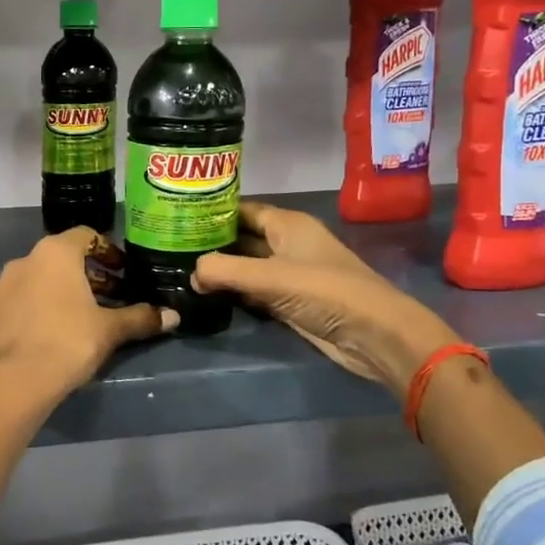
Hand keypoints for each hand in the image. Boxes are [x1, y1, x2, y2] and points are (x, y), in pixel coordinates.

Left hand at [0, 228, 176, 404]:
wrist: (14, 384)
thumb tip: (172, 315)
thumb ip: (140, 318)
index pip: (85, 236)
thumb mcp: (110, 330)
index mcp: (54, 254)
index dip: (107, 251)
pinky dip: (24, 317)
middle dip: (82, 277)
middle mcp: (21, 262)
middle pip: (57, 261)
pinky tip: (37, 341)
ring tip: (69, 322)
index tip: (121, 272)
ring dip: (50, 295)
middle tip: (103, 301)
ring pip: (30, 284)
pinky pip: (8, 310)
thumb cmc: (68, 343)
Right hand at [191, 200, 456, 394]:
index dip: (212, 211)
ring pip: (246, 266)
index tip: (177, 216)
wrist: (374, 335)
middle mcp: (287, 244)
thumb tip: (190, 274)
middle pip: (242, 237)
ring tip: (179, 271)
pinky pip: (254, 291)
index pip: (242, 209)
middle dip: (211, 243)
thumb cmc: (326, 291)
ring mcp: (289, 274)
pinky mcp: (290, 302)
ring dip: (220, 270)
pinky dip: (234, 293)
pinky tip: (206, 297)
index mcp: (287, 224)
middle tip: (170, 247)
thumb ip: (225, 271)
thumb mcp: (270, 277)